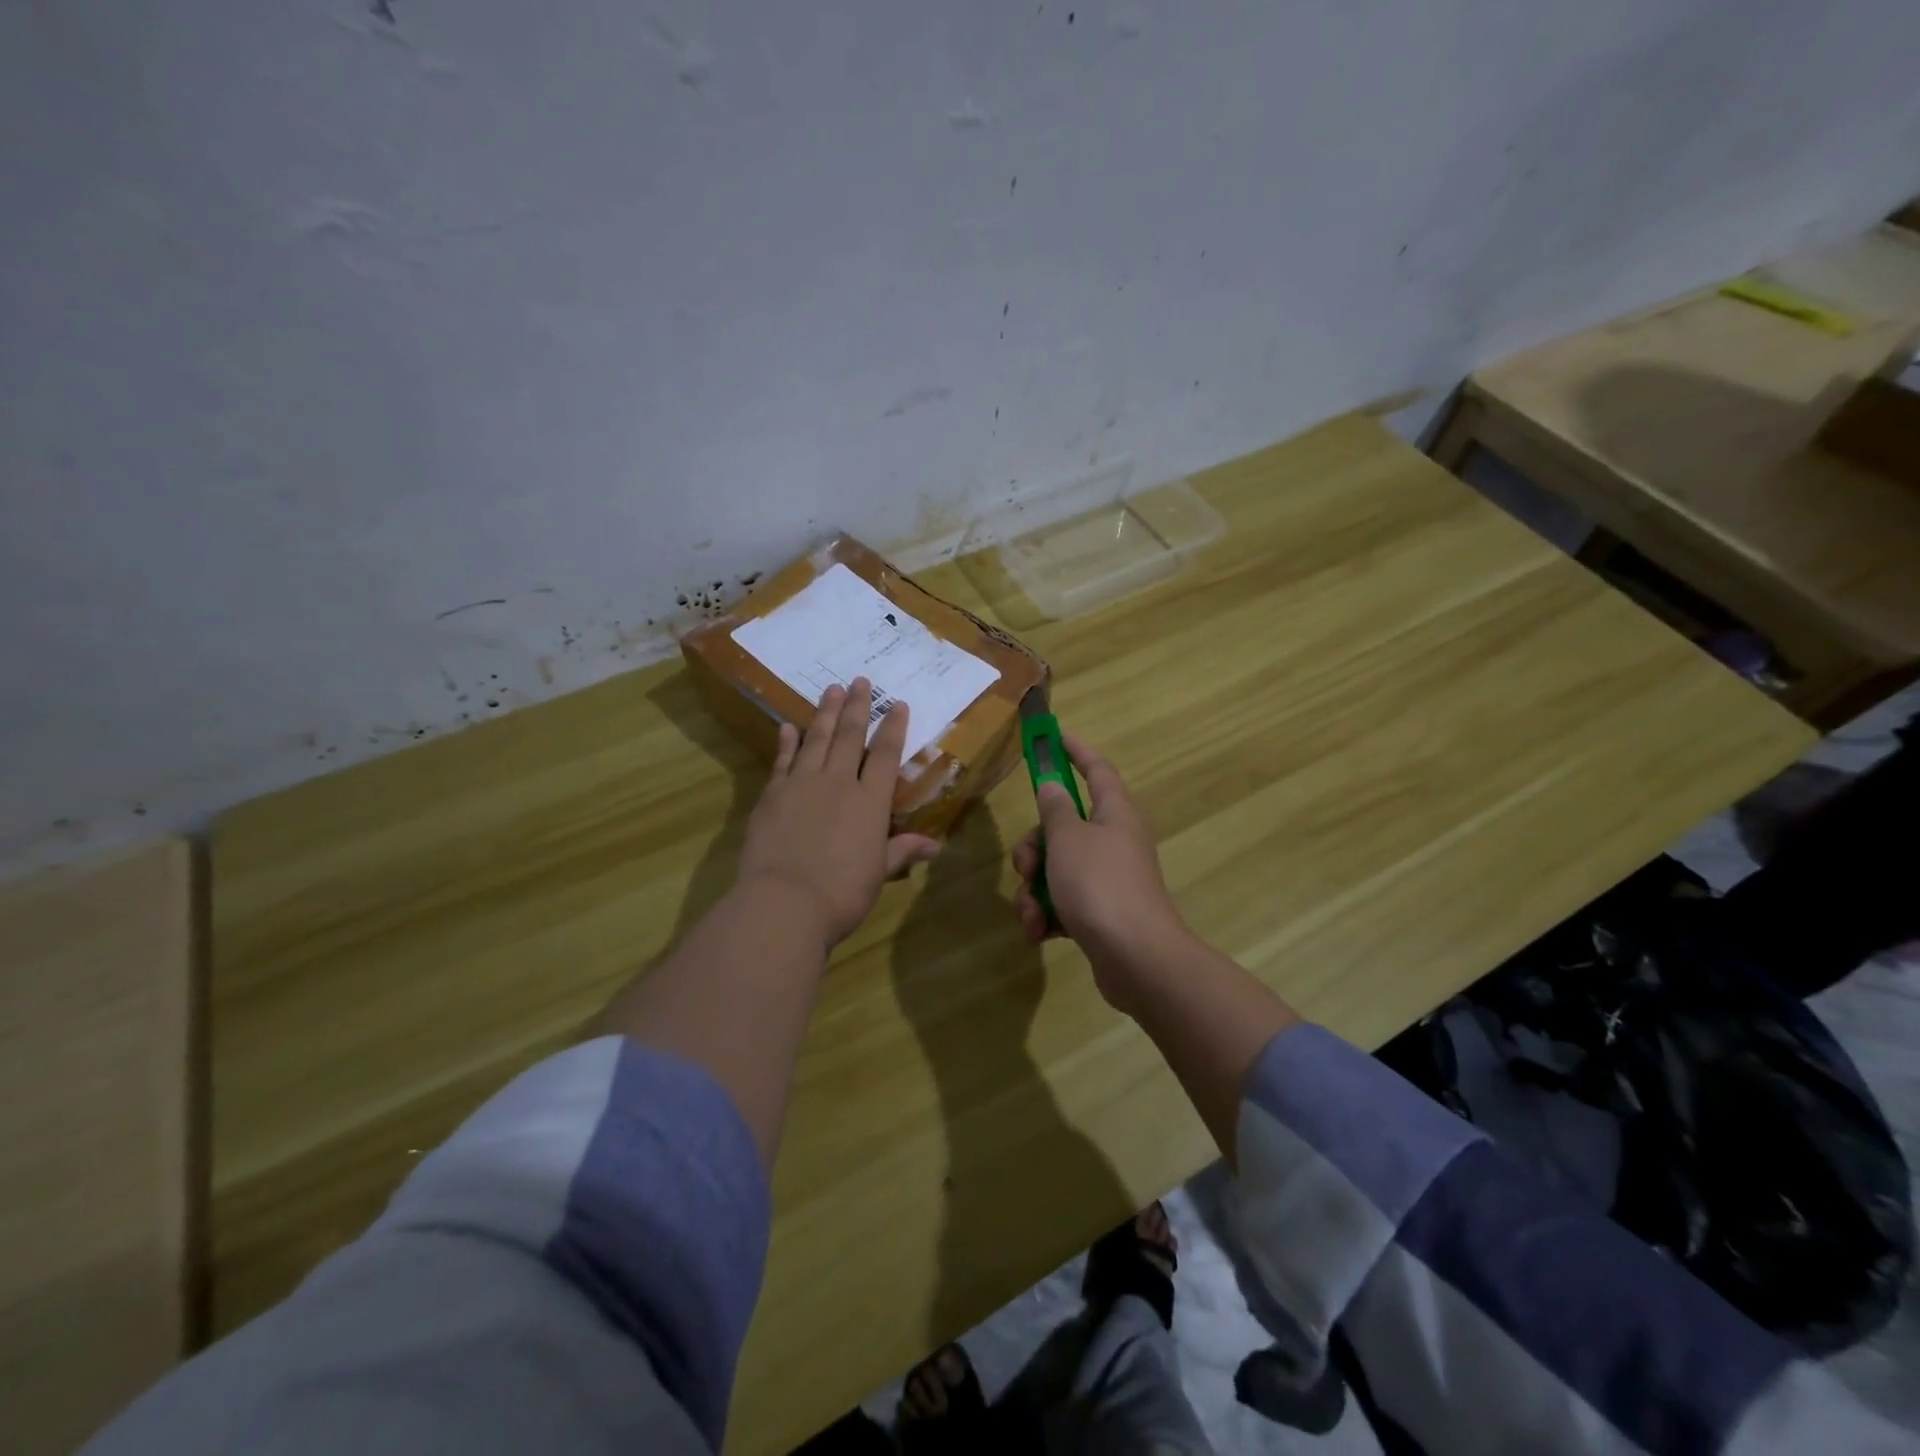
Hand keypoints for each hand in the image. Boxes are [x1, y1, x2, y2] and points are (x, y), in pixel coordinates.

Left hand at [739, 677, 940, 945]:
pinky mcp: (772, 795)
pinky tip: (788, 726)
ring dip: (824, 713)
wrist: (785, 902)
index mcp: (870, 802)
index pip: (885, 755)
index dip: (893, 727)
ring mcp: (801, 785)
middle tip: (859, 680)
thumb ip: (901, 851)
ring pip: (816, 740)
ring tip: (830, 689)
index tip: (897, 703)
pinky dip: (787, 742)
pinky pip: (783, 761)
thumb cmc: (842, 892)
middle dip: (856, 707)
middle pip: (849, 737)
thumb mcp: (878, 873)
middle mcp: (838, 783)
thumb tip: (935, 846)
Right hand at [1011, 734, 1190, 1007]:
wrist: (1137, 959)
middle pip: (1063, 827)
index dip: (1075, 750)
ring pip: (1058, 868)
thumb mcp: (1068, 839)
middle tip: (1026, 867)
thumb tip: (1053, 787)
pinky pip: (1064, 901)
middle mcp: (1114, 840)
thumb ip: (1055, 809)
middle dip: (1034, 848)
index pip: (1096, 768)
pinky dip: (1048, 914)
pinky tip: (1040, 932)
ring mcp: (1109, 878)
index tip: (1054, 737)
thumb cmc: (1100, 886)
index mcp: (1114, 813)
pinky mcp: (1102, 912)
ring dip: (1035, 889)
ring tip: (1032, 915)